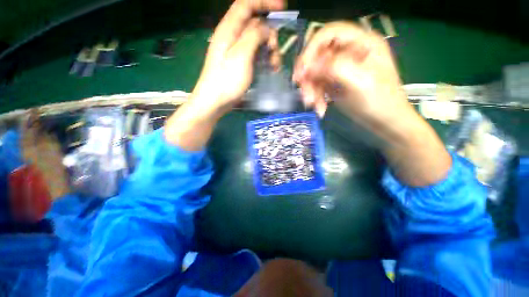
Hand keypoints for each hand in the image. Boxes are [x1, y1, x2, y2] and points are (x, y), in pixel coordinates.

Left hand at [165, 0, 283, 150]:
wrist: (215, 101)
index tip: (282, 7)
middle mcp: (232, 36)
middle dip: (269, 35)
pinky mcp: (239, 63)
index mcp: (229, 29)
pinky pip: (254, 54)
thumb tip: (266, 28)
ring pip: (257, 41)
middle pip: (255, 25)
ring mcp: (236, 51)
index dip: (264, 2)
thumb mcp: (241, 55)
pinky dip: (264, 59)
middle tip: (275, 53)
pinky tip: (270, 69)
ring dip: (269, 50)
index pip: (246, 4)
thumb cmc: (227, 80)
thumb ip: (254, 36)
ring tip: (274, 66)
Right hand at [293, 21, 412, 121]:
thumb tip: (308, 66)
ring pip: (315, 73)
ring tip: (313, 105)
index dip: (311, 50)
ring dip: (311, 90)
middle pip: (317, 56)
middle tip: (305, 95)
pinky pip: (318, 86)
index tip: (301, 72)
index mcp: (361, 42)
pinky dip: (316, 97)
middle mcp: (348, 52)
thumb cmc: (379, 101)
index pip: (328, 34)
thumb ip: (335, 68)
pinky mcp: (335, 82)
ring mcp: (340, 68)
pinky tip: (320, 109)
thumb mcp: (360, 82)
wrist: (384, 122)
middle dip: (309, 77)